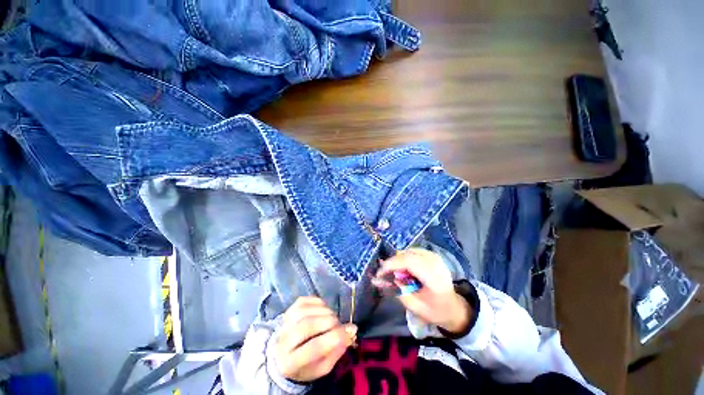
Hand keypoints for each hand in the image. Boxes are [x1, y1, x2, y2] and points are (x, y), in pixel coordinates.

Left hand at [274, 297, 356, 382]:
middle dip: (329, 322)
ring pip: (305, 311)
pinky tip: (324, 309)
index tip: (349, 333)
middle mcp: (283, 342)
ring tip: (332, 318)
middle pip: (308, 325)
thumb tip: (351, 331)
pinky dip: (318, 302)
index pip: (314, 348)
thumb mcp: (322, 368)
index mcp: (290, 363)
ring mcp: (284, 324)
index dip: (334, 338)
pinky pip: (304, 301)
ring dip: (324, 311)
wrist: (283, 356)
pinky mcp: (287, 311)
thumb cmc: (305, 365)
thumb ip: (337, 351)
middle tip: (339, 325)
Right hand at [374, 249, 471, 334]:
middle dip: (392, 263)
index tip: (379, 273)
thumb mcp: (414, 306)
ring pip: (408, 251)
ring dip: (398, 261)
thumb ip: (396, 290)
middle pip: (407, 255)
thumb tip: (377, 280)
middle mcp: (436, 263)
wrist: (454, 307)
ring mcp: (435, 256)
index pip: (409, 262)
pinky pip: (412, 251)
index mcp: (434, 278)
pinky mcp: (432, 254)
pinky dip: (405, 258)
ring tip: (395, 273)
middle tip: (384, 274)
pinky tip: (404, 269)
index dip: (391, 264)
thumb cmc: (435, 310)